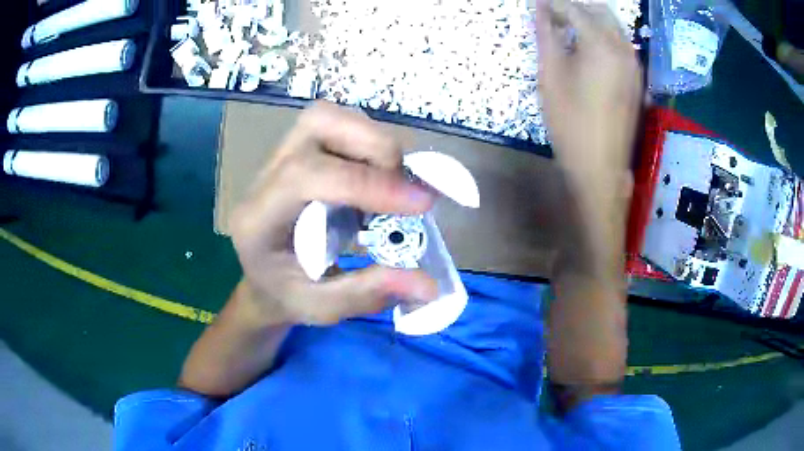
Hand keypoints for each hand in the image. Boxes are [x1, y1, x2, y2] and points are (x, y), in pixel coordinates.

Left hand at [229, 102, 438, 325]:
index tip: (421, 205)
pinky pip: (338, 127)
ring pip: (330, 117)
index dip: (369, 183)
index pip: (306, 175)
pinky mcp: (299, 152)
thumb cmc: (282, 296)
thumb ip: (368, 294)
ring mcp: (280, 157)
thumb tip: (429, 285)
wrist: (259, 279)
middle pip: (318, 123)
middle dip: (376, 148)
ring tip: (393, 185)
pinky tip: (378, 181)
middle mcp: (265, 176)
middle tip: (405, 190)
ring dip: (374, 142)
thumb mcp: (320, 308)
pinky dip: (369, 145)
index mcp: (257, 219)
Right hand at [535, 0, 641, 190]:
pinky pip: (620, 45)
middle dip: (575, 8)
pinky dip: (603, 38)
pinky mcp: (637, 79)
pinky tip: (587, 51)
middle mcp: (623, 48)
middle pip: (599, 11)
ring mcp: (634, 64)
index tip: (537, 6)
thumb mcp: (550, 76)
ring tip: (567, 32)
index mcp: (601, 44)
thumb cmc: (570, 123)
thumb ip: (546, 35)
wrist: (601, 167)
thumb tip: (539, 8)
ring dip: (590, 21)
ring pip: (613, 27)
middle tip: (553, 17)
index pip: (574, 9)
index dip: (553, 5)